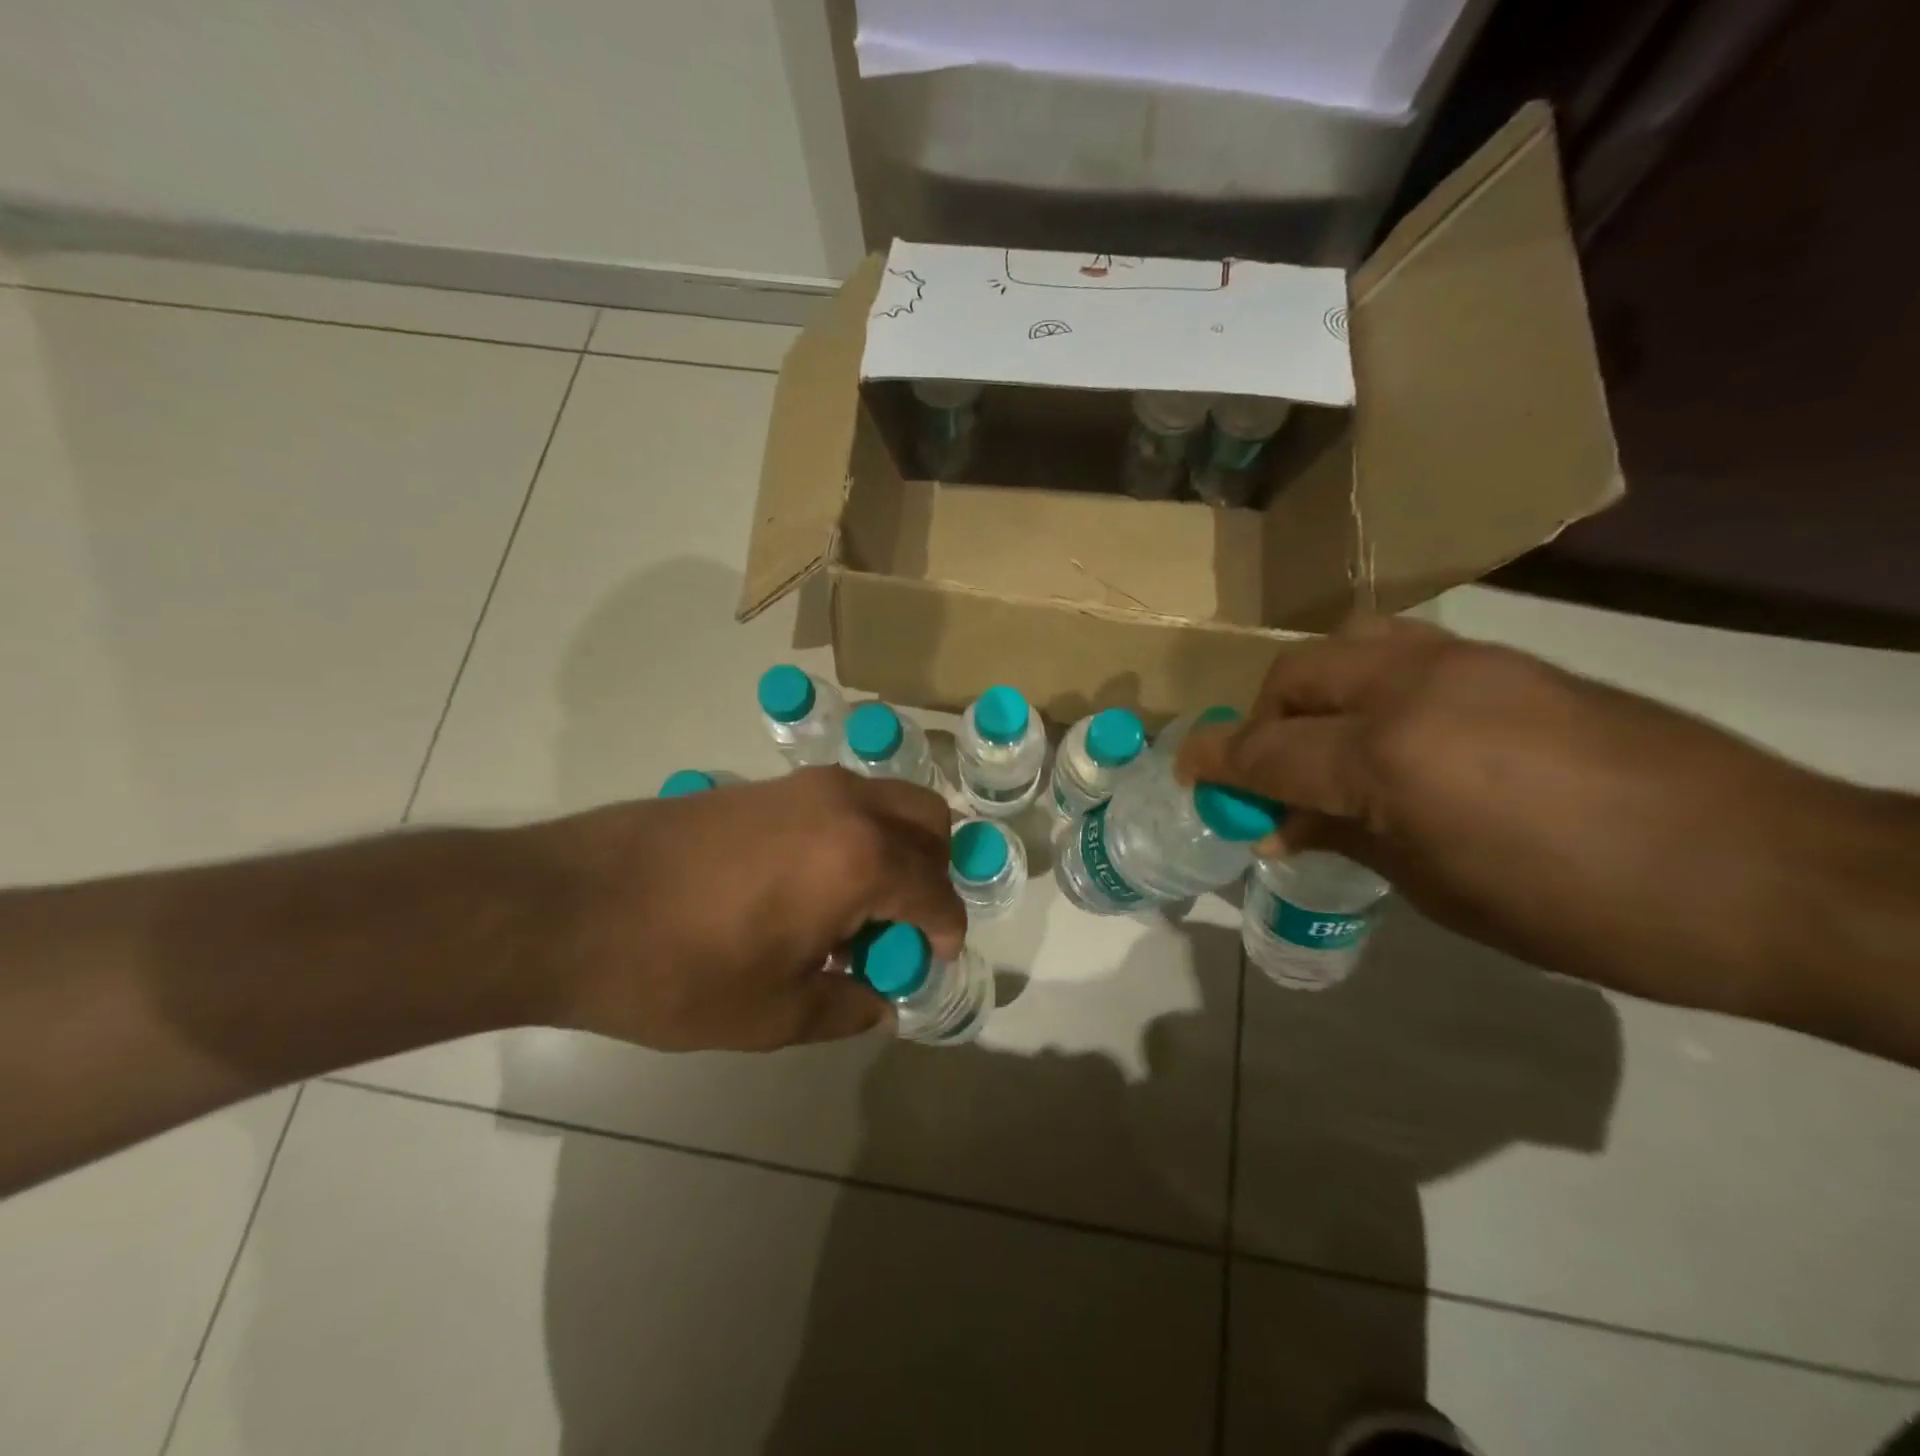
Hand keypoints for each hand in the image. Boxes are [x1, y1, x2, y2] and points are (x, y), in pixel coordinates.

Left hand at [526, 768, 964, 1050]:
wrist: (570, 906)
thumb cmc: (679, 969)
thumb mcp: (773, 1014)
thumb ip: (846, 1006)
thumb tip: (880, 999)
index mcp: (861, 858)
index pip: (937, 893)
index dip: (944, 934)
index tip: (931, 963)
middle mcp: (846, 805)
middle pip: (929, 822)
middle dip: (933, 873)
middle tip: (902, 926)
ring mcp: (804, 786)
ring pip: (886, 803)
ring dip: (894, 851)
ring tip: (855, 912)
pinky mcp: (767, 784)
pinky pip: (842, 804)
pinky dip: (855, 837)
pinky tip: (811, 888)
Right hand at [1177, 617, 1890, 1020]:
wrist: (1763, 872)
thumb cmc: (1580, 910)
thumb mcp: (1439, 890)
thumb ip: (1348, 838)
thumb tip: (1288, 824)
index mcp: (1386, 757)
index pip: (1267, 750)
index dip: (1217, 763)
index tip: (1188, 774)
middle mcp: (1411, 689)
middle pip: (1295, 675)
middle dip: (1261, 719)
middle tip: (1267, 772)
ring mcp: (1464, 662)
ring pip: (1347, 643)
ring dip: (1313, 688)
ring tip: (1327, 740)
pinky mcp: (1509, 659)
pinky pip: (1404, 649)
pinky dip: (1369, 680)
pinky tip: (1396, 729)